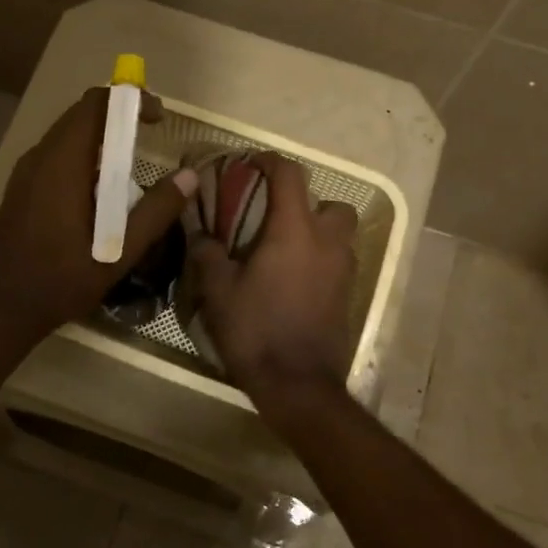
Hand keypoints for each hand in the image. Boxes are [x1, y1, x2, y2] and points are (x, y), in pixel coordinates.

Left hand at [0, 88, 195, 343]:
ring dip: (100, 136)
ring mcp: (25, 172)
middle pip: (80, 115)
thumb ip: (155, 212)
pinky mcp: (21, 188)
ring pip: (67, 134)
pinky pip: (56, 154)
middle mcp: (40, 157)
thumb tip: (190, 176)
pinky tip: (100, 190)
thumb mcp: (118, 253)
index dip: (130, 100)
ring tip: (131, 162)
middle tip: (151, 135)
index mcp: (63, 164)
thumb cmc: (59, 282)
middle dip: (118, 116)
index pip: (95, 105)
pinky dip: (84, 155)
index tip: (159, 118)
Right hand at [189, 152, 357, 398]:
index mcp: (295, 231)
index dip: (270, 162)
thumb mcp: (218, 290)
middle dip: (308, 203)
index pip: (290, 176)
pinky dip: (320, 259)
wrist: (298, 385)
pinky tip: (293, 279)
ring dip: (318, 232)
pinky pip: (337, 262)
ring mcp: (343, 270)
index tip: (252, 164)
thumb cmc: (256, 329)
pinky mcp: (347, 296)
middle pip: (332, 204)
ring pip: (340, 234)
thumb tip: (200, 232)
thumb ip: (207, 252)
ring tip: (284, 249)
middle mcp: (327, 242)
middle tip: (276, 217)